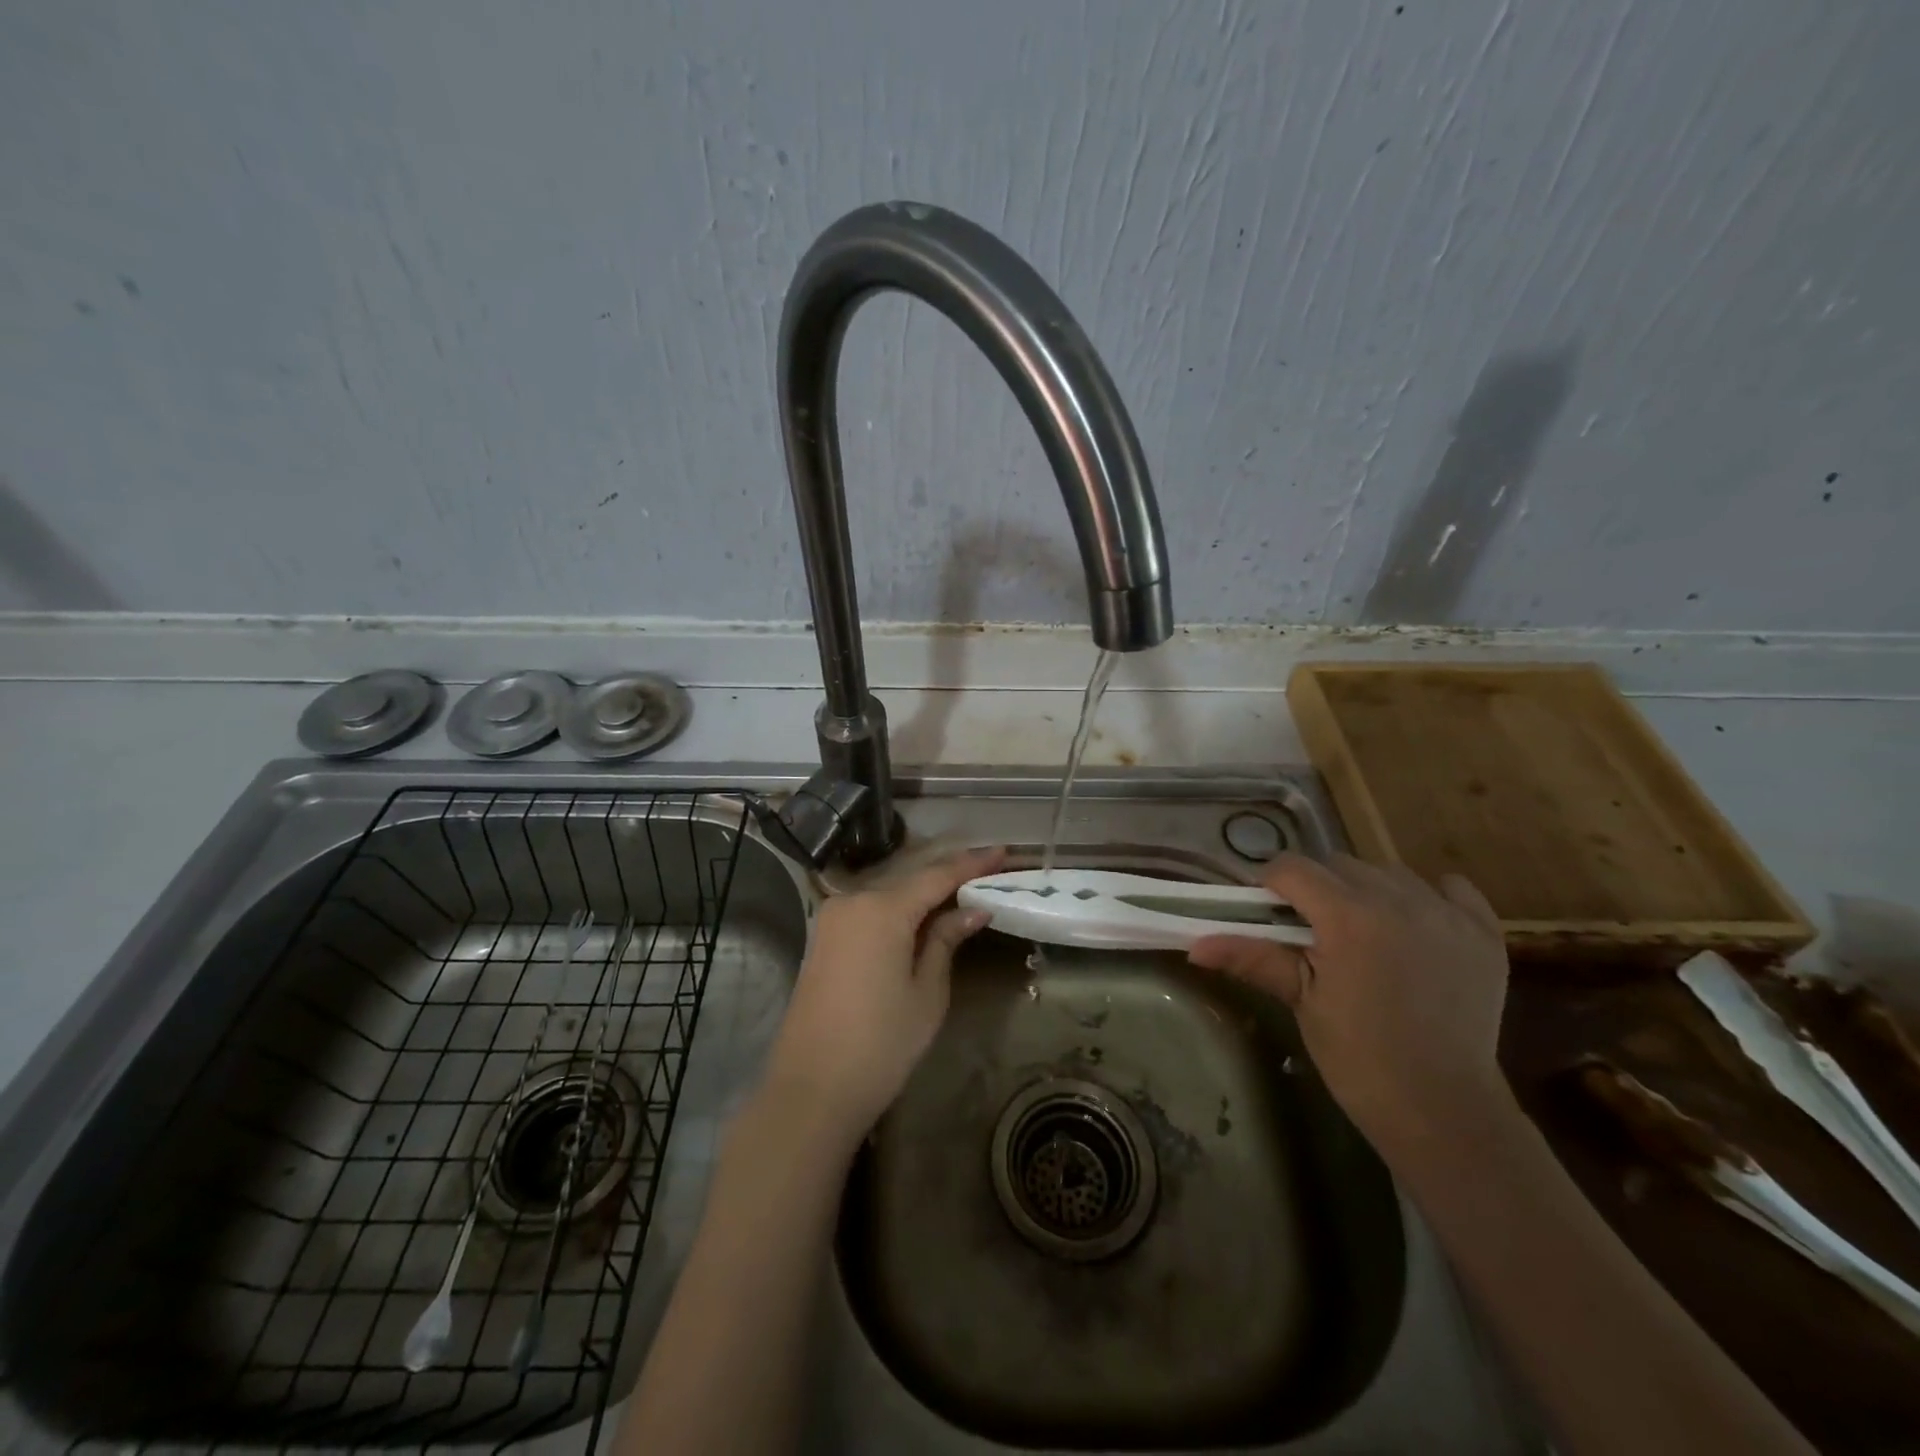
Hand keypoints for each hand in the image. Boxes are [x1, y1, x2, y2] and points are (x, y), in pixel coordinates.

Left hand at [763, 846, 1005, 1141]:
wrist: (811, 1090)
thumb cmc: (881, 1043)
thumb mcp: (926, 992)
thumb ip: (945, 940)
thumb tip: (972, 909)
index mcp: (882, 909)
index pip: (936, 876)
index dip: (971, 864)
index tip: (1002, 852)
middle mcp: (852, 901)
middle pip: (910, 880)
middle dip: (948, 877)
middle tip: (987, 872)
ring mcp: (832, 918)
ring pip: (888, 894)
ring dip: (923, 894)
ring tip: (962, 892)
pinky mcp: (823, 938)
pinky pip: (869, 912)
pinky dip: (898, 911)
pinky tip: (922, 917)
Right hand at [1188, 852, 1512, 1155]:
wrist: (1443, 1109)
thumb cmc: (1358, 1057)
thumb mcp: (1301, 1001)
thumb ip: (1252, 958)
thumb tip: (1194, 945)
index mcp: (1349, 917)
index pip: (1293, 868)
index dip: (1270, 884)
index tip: (1263, 911)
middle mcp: (1400, 901)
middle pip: (1339, 864)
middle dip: (1315, 887)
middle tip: (1310, 930)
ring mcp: (1447, 914)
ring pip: (1388, 872)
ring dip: (1365, 890)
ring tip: (1361, 931)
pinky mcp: (1483, 933)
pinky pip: (1451, 889)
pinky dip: (1428, 896)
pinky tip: (1416, 925)